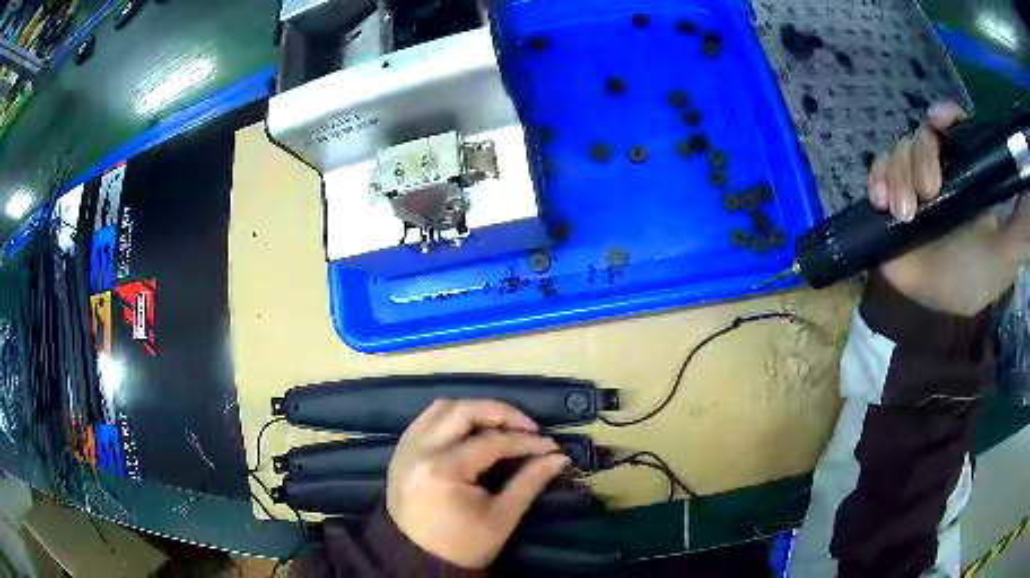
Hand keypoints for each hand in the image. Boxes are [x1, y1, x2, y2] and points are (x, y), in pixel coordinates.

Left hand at [386, 400, 569, 568]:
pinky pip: (426, 419)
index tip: (551, 446)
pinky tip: (472, 430)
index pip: (492, 442)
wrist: (418, 559)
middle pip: (463, 411)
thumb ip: (530, 482)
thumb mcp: (502, 518)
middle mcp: (420, 449)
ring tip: (501, 426)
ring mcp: (406, 447)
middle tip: (528, 426)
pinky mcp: (401, 451)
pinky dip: (452, 417)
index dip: (527, 442)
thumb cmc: (463, 544)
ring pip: (442, 408)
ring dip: (475, 410)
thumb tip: (559, 458)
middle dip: (501, 413)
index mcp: (443, 470)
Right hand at [868, 101, 1029, 315]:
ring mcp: (911, 183)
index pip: (954, 126)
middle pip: (921, 136)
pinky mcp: (889, 202)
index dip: (944, 116)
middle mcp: (937, 169)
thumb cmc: (974, 279)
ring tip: (904, 211)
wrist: (936, 310)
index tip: (939, 124)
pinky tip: (881, 199)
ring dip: (896, 173)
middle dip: (920, 158)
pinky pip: (877, 173)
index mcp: (964, 173)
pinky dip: (876, 178)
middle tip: (928, 194)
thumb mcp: (1004, 254)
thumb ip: (1019, 228)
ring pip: (897, 151)